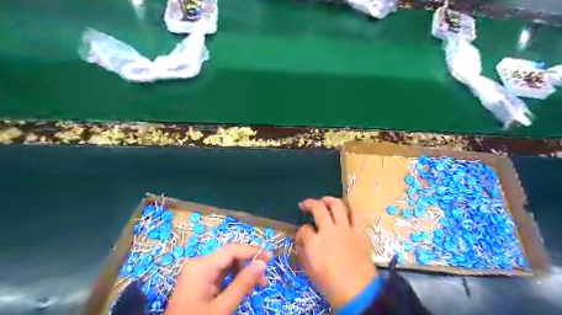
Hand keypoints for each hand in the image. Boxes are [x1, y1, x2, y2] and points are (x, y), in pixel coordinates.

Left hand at [165, 244, 271, 314]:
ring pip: (226, 264)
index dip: (252, 251)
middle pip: (229, 255)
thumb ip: (242, 284)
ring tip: (258, 283)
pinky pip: (220, 273)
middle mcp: (199, 263)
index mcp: (201, 266)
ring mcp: (198, 271)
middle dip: (248, 263)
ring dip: (243, 271)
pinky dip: (234, 277)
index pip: (232, 250)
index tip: (270, 257)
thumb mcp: (222, 307)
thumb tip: (262, 263)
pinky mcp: (199, 279)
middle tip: (265, 276)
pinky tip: (244, 285)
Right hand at [296, 198, 373, 308]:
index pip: (304, 229)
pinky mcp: (360, 232)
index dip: (301, 232)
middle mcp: (330, 230)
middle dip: (310, 203)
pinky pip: (355, 215)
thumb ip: (303, 252)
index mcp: (315, 242)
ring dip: (330, 200)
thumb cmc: (331, 285)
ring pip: (338, 205)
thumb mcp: (310, 271)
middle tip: (306, 204)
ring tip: (325, 201)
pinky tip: (345, 215)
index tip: (302, 236)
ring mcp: (346, 229)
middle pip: (319, 207)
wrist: (359, 292)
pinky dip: (348, 212)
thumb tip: (302, 241)